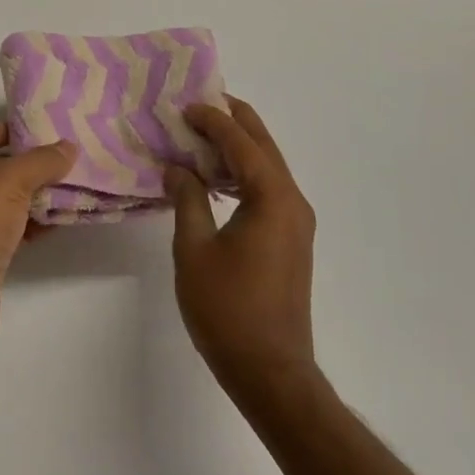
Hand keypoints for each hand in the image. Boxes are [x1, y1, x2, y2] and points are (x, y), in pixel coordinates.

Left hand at [0, 122, 75, 367]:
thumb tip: (68, 147)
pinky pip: (8, 231)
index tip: (29, 132)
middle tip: (62, 158)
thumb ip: (41, 161)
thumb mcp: (9, 182)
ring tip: (71, 186)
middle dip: (25, 164)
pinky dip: (32, 224)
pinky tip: (60, 221)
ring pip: (2, 202)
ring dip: (33, 195)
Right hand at [165, 99, 319, 410]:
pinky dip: (243, 173)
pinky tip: (216, 179)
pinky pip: (269, 189)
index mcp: (272, 197)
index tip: (184, 106)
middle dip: (233, 121)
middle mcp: (292, 201)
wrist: (271, 371)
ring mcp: (297, 221)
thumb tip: (177, 166)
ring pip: (268, 167)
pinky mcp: (292, 239)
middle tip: (200, 104)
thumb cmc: (227, 309)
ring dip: (238, 147)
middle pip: (263, 146)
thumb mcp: (194, 249)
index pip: (241, 142)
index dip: (212, 120)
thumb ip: (186, 199)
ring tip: (202, 135)